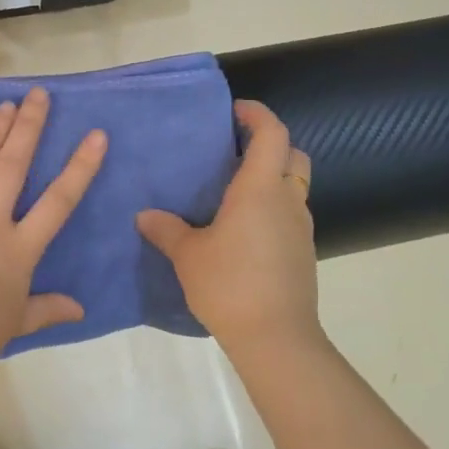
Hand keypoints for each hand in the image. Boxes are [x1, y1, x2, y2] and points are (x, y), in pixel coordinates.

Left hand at [0, 87, 105, 380]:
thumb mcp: (14, 325)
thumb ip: (47, 309)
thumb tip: (80, 308)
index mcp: (17, 252)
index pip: (57, 202)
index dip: (79, 167)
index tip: (95, 135)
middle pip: (12, 167)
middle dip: (28, 127)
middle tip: (37, 95)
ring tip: (4, 104)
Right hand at [137, 100, 321, 354]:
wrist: (276, 338)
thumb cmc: (230, 285)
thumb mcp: (188, 255)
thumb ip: (166, 230)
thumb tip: (145, 215)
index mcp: (260, 188)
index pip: (271, 133)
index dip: (257, 114)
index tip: (234, 111)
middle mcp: (287, 200)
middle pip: (293, 154)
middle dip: (270, 143)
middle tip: (236, 150)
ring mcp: (300, 228)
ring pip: (294, 186)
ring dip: (273, 178)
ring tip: (235, 191)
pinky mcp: (303, 253)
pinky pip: (291, 215)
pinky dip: (273, 208)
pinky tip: (244, 230)